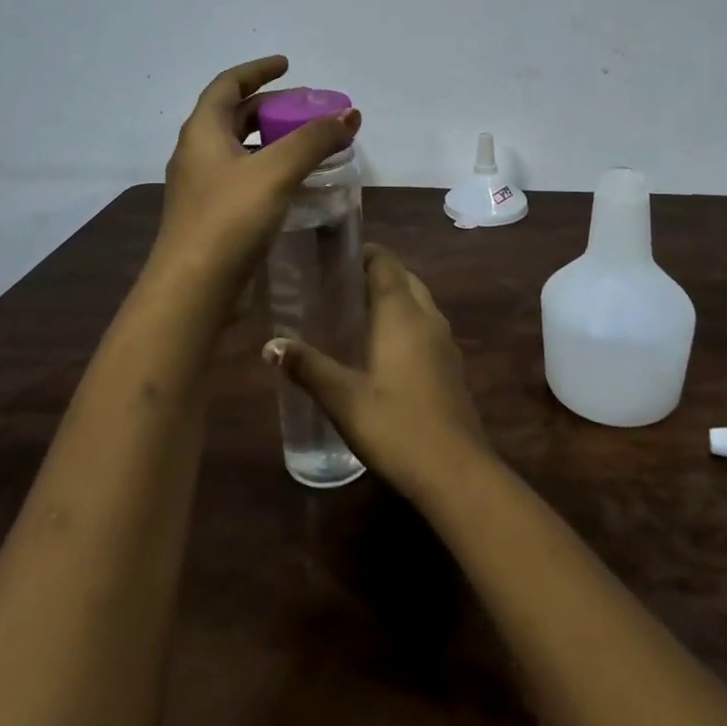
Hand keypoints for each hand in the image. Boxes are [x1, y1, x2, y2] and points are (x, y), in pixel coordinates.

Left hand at [151, 56, 360, 298]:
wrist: (191, 292)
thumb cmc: (229, 220)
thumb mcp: (276, 171)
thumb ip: (314, 140)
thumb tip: (349, 115)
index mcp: (202, 132)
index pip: (228, 85)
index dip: (258, 70)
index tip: (288, 65)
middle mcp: (197, 153)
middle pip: (236, 116)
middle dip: (273, 107)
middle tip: (309, 109)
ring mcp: (202, 187)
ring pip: (241, 149)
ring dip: (273, 139)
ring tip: (308, 143)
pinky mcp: (212, 216)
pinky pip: (244, 177)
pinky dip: (270, 168)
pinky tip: (294, 183)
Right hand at [265, 245, 489, 500]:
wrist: (456, 472)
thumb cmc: (396, 426)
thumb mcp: (344, 399)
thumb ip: (308, 368)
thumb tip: (270, 345)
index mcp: (402, 314)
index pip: (386, 263)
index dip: (363, 253)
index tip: (334, 257)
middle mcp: (428, 317)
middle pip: (404, 279)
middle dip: (376, 275)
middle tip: (338, 286)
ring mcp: (444, 342)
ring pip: (418, 302)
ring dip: (392, 298)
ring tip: (355, 313)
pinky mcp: (451, 366)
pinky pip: (426, 327)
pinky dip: (405, 322)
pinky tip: (382, 350)